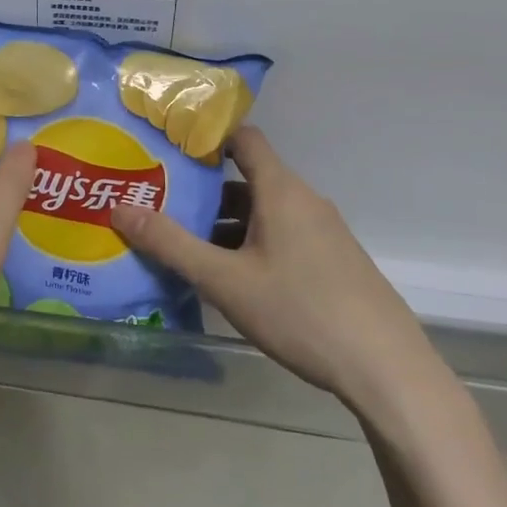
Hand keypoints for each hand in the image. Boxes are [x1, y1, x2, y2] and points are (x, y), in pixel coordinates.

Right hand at [110, 126, 444, 414]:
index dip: (206, 136)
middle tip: (161, 204)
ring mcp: (324, 232)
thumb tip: (119, 207)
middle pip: (247, 179)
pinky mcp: (334, 261)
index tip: (167, 147)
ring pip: (264, 212)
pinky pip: (283, 235)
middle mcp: (305, 201)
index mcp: (281, 191)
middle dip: (203, 191)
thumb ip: (170, 243)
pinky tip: (231, 280)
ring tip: (185, 245)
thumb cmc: (300, 312)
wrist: (387, 370)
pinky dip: (251, 243)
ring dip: (226, 224)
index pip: (243, 138)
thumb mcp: (224, 281)